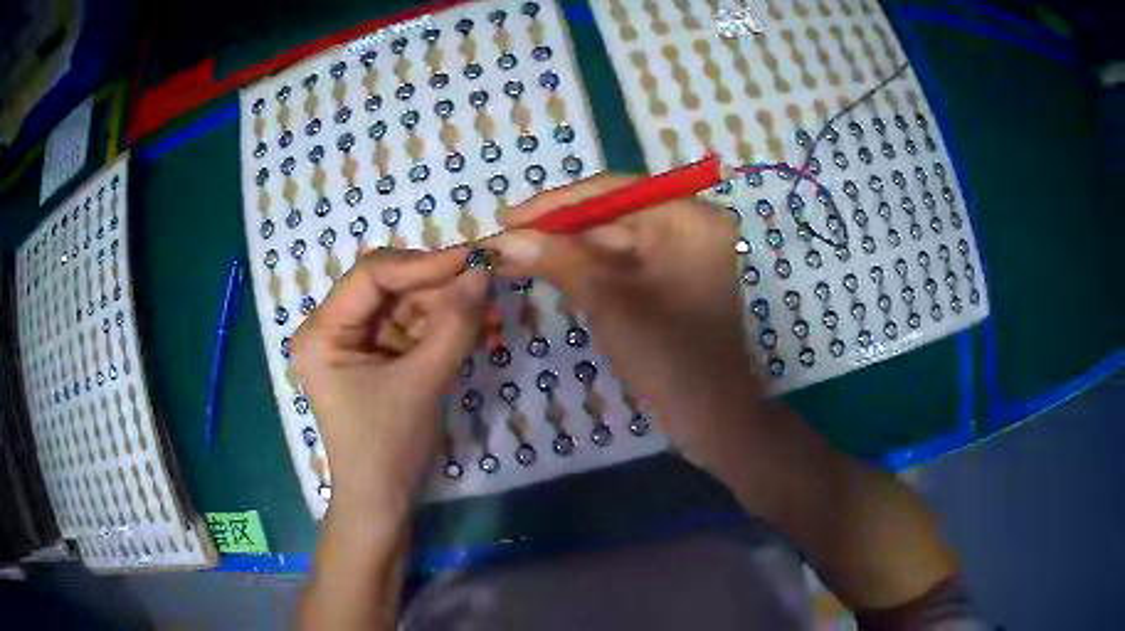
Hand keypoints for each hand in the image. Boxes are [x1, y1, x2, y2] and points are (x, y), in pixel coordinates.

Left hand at [291, 248, 487, 517]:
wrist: (383, 501)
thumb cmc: (388, 446)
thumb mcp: (423, 382)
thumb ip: (454, 325)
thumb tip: (483, 273)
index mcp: (323, 331)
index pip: (372, 276)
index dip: (423, 263)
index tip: (473, 259)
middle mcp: (334, 327)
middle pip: (390, 286)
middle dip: (440, 286)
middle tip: (488, 283)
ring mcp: (356, 341)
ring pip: (406, 305)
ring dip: (448, 307)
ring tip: (492, 312)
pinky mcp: (377, 356)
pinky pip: (412, 329)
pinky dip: (444, 328)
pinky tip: (478, 329)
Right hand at [487, 175, 766, 470]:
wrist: (710, 417)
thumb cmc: (669, 357)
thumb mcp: (609, 301)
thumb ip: (557, 260)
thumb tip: (502, 238)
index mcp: (689, 218)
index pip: (614, 191)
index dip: (556, 204)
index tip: (508, 217)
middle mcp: (689, 225)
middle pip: (611, 214)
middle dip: (557, 230)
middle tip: (504, 239)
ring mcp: (681, 254)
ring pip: (612, 241)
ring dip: (565, 250)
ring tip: (512, 255)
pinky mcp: (670, 280)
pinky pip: (622, 264)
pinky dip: (585, 268)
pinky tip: (545, 268)